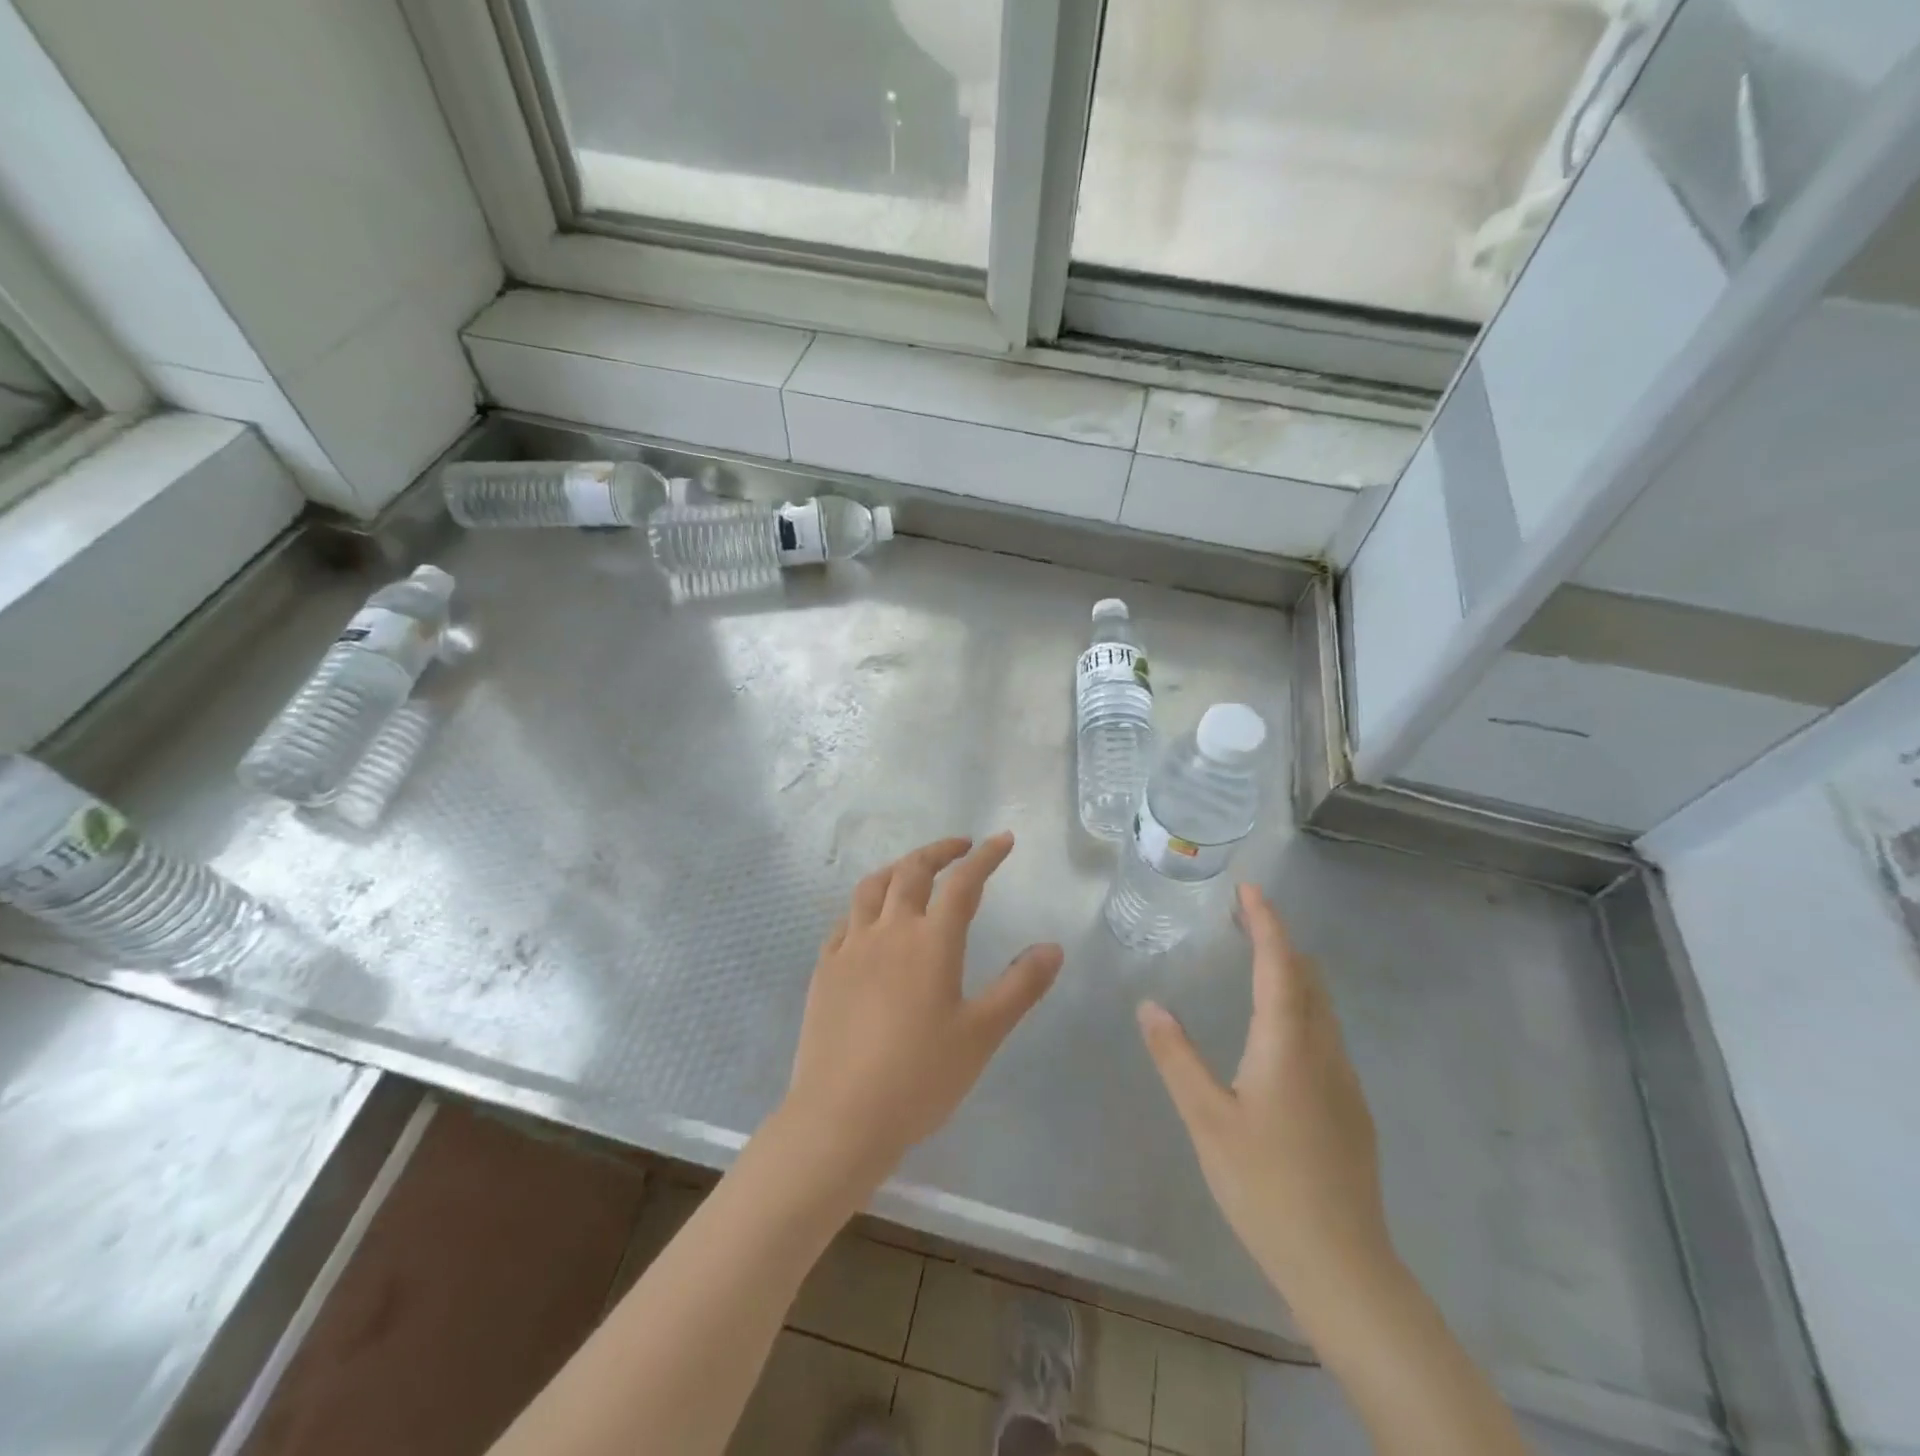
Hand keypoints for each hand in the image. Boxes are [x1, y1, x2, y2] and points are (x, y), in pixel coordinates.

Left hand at [780, 833, 1063, 1190]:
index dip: (985, 857)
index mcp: (931, 942)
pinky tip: (869, 920)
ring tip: (913, 870)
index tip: (1002, 840)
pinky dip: (865, 906)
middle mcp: (889, 931)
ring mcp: (851, 948)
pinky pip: (845, 920)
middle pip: (912, 871)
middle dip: (939, 851)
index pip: (963, 883)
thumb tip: (1053, 947)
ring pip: (872, 887)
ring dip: (897, 868)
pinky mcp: (825, 969)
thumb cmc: (920, 1077)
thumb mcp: (982, 1034)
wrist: (841, 1117)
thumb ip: (1019, 986)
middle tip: (960, 847)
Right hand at [1138, 884, 1392, 1317]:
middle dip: (1278, 939)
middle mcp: (1323, 1051)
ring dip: (1291, 971)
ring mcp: (1343, 1080)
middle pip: (1307, 977)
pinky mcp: (1350, 1108)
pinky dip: (1300, 1004)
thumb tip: (1150, 1004)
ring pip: (1321, 1006)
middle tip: (1244, 916)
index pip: (1279, 965)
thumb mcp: (1206, 1120)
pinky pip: (1325, 1033)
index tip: (1250, 889)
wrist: (1343, 1267)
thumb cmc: (1266, 1187)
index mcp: (1287, 1045)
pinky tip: (1279, 1028)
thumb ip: (1177, 1058)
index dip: (1266, 922)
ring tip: (1258, 958)